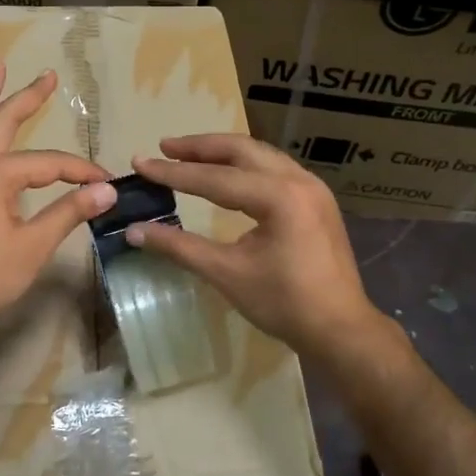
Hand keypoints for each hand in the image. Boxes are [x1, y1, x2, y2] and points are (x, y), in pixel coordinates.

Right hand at [126, 134, 379, 357]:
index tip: (141, 163)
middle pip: (241, 149)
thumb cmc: (283, 303)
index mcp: (278, 196)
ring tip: (189, 155)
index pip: (214, 178)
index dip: (173, 173)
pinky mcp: (316, 200)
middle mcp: (297, 180)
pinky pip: (274, 168)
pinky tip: (227, 174)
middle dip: (200, 147)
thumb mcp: (227, 273)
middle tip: (165, 147)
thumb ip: (179, 247)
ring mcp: (312, 187)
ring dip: (223, 152)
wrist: (341, 328)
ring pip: (260, 155)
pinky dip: (245, 165)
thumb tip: (134, 231)